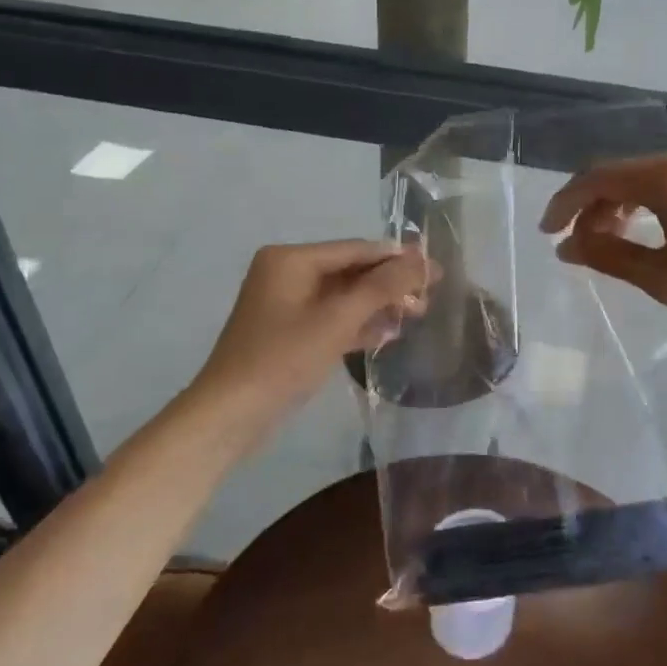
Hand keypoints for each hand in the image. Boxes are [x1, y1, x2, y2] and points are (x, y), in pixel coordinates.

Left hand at [191, 241, 431, 420]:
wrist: (231, 415)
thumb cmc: (283, 358)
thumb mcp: (338, 319)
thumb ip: (382, 286)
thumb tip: (422, 259)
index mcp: (291, 259)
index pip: (356, 249)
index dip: (398, 258)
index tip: (435, 268)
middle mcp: (287, 273)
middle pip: (351, 271)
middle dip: (390, 285)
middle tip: (428, 298)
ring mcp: (287, 304)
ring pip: (344, 297)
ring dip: (379, 305)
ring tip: (417, 315)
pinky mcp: (291, 333)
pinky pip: (332, 318)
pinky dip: (358, 324)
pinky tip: (388, 335)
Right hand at [539, 141, 666, 328]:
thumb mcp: (665, 278)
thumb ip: (609, 257)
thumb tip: (567, 248)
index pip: (598, 179)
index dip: (566, 204)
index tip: (548, 233)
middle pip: (623, 173)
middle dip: (594, 206)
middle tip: (582, 244)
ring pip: (650, 174)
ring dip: (624, 203)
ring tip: (614, 238)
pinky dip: (653, 199)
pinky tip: (655, 226)